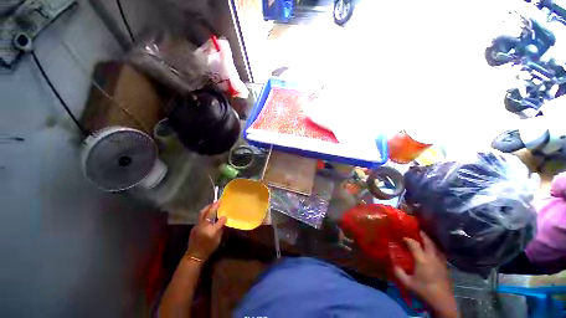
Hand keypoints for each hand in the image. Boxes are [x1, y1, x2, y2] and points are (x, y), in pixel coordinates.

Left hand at [186, 202, 226, 261]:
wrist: (194, 256)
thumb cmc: (208, 248)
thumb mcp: (217, 239)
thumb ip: (220, 227)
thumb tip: (223, 218)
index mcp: (209, 229)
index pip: (216, 217)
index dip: (220, 210)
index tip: (222, 202)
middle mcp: (202, 225)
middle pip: (205, 212)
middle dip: (210, 206)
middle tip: (216, 202)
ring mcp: (196, 226)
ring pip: (201, 214)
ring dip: (207, 209)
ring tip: (212, 207)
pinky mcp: (194, 228)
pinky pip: (200, 219)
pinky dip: (204, 215)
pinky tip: (208, 217)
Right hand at [394, 232, 457, 317]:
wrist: (443, 303)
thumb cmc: (424, 292)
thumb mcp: (407, 283)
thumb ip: (398, 271)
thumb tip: (392, 261)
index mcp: (422, 259)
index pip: (413, 243)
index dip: (407, 238)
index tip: (401, 237)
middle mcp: (432, 257)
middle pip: (428, 241)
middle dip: (421, 234)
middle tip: (415, 229)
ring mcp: (441, 261)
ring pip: (435, 246)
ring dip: (429, 240)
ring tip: (423, 238)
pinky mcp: (445, 266)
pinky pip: (439, 252)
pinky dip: (434, 248)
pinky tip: (431, 251)